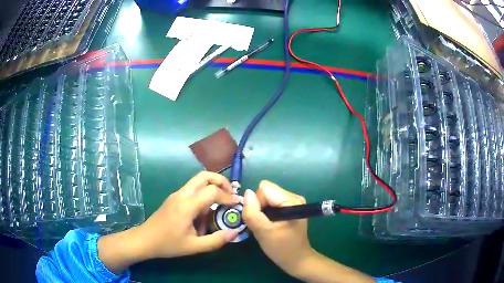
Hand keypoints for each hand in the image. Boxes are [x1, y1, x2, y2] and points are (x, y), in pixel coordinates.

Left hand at [98, 171, 239, 272]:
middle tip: (230, 194)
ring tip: (220, 206)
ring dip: (212, 188)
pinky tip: (204, 214)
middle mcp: (181, 195)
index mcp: (186, 205)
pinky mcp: (174, 198)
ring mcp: (176, 195)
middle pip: (204, 175)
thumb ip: (216, 240)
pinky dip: (203, 195)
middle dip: (221, 181)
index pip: (212, 191)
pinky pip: (192, 190)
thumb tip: (234, 232)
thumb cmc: (168, 244)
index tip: (237, 204)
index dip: (227, 196)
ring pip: (197, 181)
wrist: (144, 240)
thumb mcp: (194, 246)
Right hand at [242, 180, 314, 276]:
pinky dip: (267, 212)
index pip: (264, 189)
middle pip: (266, 191)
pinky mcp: (290, 207)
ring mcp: (293, 202)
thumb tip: (247, 193)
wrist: (296, 260)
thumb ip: (252, 212)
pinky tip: (271, 224)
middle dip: (259, 206)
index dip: (257, 203)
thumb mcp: (263, 232)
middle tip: (262, 224)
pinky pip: (272, 202)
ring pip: (267, 197)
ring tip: (267, 225)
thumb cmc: (281, 248)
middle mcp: (294, 197)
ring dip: (262, 210)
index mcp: (291, 201)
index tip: (260, 220)